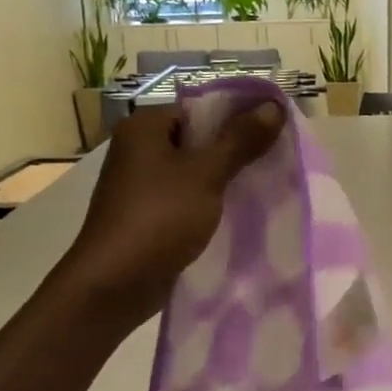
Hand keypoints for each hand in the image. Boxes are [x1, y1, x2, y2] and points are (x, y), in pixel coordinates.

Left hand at [62, 101, 284, 325]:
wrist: (114, 285)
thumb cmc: (158, 218)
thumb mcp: (205, 174)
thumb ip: (240, 140)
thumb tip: (274, 105)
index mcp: (144, 127)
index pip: (199, 108)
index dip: (238, 115)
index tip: (275, 129)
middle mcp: (138, 150)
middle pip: (197, 140)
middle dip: (236, 150)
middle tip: (278, 158)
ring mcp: (140, 186)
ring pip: (194, 173)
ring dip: (224, 180)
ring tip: (266, 185)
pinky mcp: (147, 217)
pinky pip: (186, 200)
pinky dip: (209, 204)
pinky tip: (240, 214)